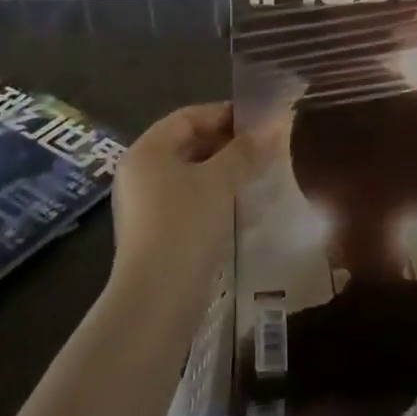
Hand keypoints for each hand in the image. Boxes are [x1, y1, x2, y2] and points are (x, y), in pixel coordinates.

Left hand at [109, 102, 266, 306]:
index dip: (224, 114)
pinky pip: (187, 201)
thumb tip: (277, 123)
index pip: (187, 117)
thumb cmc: (185, 226)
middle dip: (226, 144)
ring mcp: (144, 206)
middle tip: (265, 148)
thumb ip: (247, 150)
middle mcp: (139, 173)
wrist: (156, 301)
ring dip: (223, 171)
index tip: (260, 121)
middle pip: (187, 144)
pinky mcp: (154, 234)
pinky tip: (240, 206)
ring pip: (189, 175)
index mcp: (147, 151)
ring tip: (258, 175)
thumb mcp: (220, 181)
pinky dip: (213, 196)